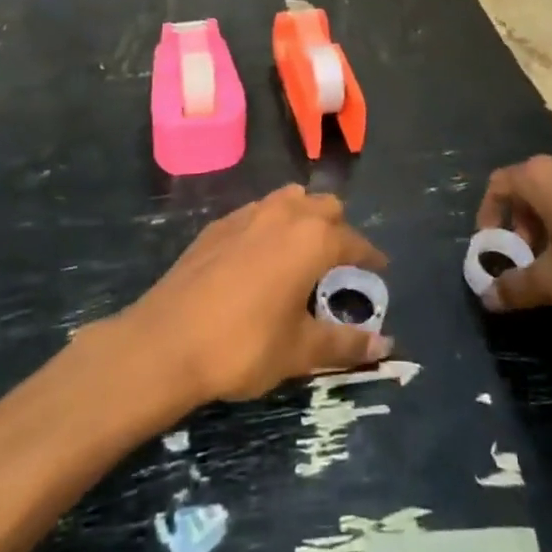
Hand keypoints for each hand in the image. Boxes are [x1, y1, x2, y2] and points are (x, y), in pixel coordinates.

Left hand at [117, 185, 391, 405]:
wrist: (165, 342)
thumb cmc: (244, 346)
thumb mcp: (300, 351)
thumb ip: (345, 344)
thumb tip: (386, 347)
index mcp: (312, 239)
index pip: (354, 240)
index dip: (370, 256)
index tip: (380, 268)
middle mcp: (285, 214)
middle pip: (324, 206)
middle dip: (339, 228)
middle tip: (340, 261)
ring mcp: (248, 214)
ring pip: (290, 200)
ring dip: (304, 217)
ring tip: (303, 252)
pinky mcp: (218, 225)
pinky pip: (258, 211)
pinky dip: (271, 225)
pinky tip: (261, 257)